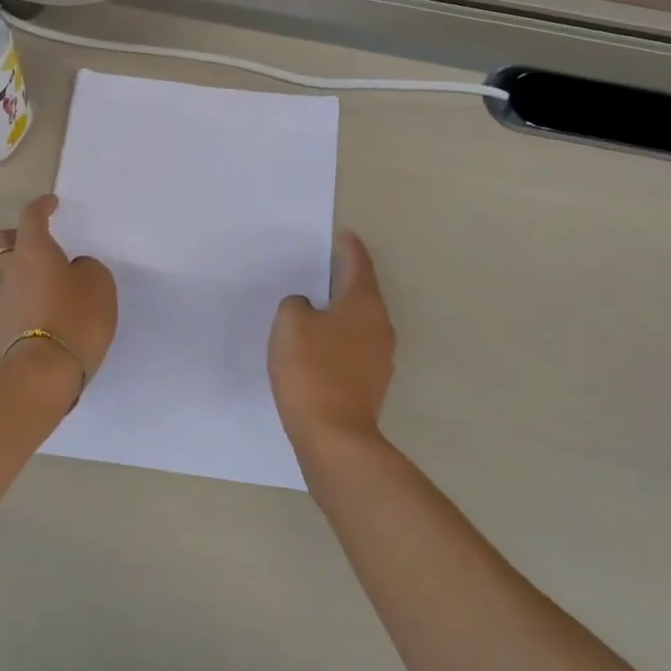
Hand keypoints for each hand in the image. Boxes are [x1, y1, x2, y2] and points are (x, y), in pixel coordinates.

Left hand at [0, 195, 117, 387]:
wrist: (40, 374)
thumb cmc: (75, 319)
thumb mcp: (99, 285)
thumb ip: (86, 268)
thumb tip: (72, 270)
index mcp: (32, 250)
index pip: (31, 216)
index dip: (41, 206)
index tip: (51, 203)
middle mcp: (6, 268)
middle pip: (4, 241)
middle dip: (19, 237)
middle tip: (40, 246)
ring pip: (1, 272)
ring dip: (18, 271)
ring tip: (42, 285)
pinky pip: (5, 300)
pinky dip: (19, 299)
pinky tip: (37, 312)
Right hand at [269, 232, 395, 450]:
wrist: (334, 435)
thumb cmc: (311, 369)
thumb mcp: (290, 323)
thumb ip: (296, 304)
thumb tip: (308, 310)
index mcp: (363, 304)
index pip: (358, 265)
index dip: (349, 248)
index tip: (344, 235)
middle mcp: (380, 326)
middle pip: (362, 293)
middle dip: (344, 280)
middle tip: (323, 268)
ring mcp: (380, 357)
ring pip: (359, 322)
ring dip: (340, 312)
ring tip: (315, 308)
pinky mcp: (371, 382)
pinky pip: (354, 347)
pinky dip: (338, 338)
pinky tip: (318, 346)